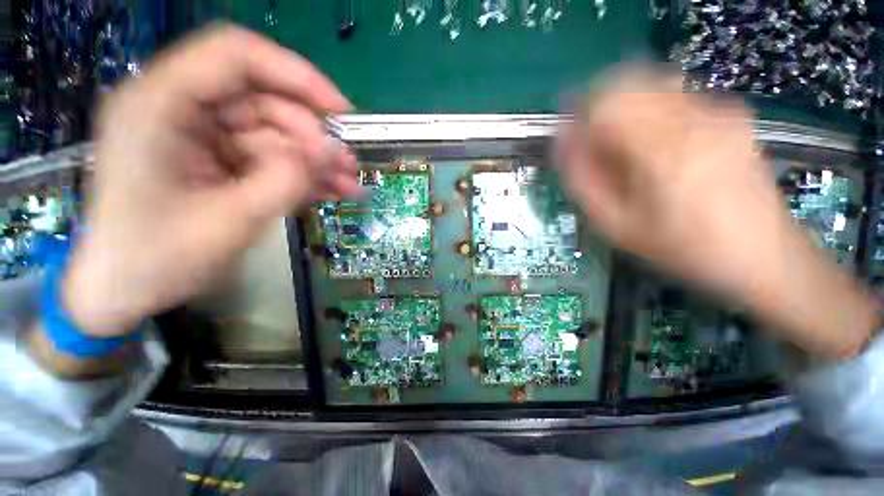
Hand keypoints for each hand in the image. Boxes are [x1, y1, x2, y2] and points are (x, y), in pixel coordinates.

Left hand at [62, 25, 358, 337]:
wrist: (125, 289)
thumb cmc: (156, 259)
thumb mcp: (227, 222)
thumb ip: (284, 181)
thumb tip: (329, 154)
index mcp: (159, 105)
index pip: (235, 56)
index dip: (295, 74)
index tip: (340, 111)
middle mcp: (180, 110)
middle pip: (262, 100)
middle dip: (312, 134)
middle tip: (347, 165)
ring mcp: (200, 137)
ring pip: (273, 133)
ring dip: (314, 159)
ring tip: (347, 184)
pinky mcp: (217, 161)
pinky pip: (269, 157)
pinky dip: (301, 173)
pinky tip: (329, 191)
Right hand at [558, 67, 878, 358]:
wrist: (766, 264)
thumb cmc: (685, 254)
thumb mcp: (618, 227)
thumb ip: (585, 182)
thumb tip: (564, 147)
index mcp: (660, 150)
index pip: (603, 103)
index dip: (575, 114)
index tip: (562, 133)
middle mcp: (690, 117)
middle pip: (626, 84)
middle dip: (594, 107)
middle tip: (581, 142)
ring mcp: (714, 113)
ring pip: (650, 84)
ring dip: (619, 109)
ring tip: (610, 145)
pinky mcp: (727, 117)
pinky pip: (672, 97)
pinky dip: (645, 112)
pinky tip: (644, 144)